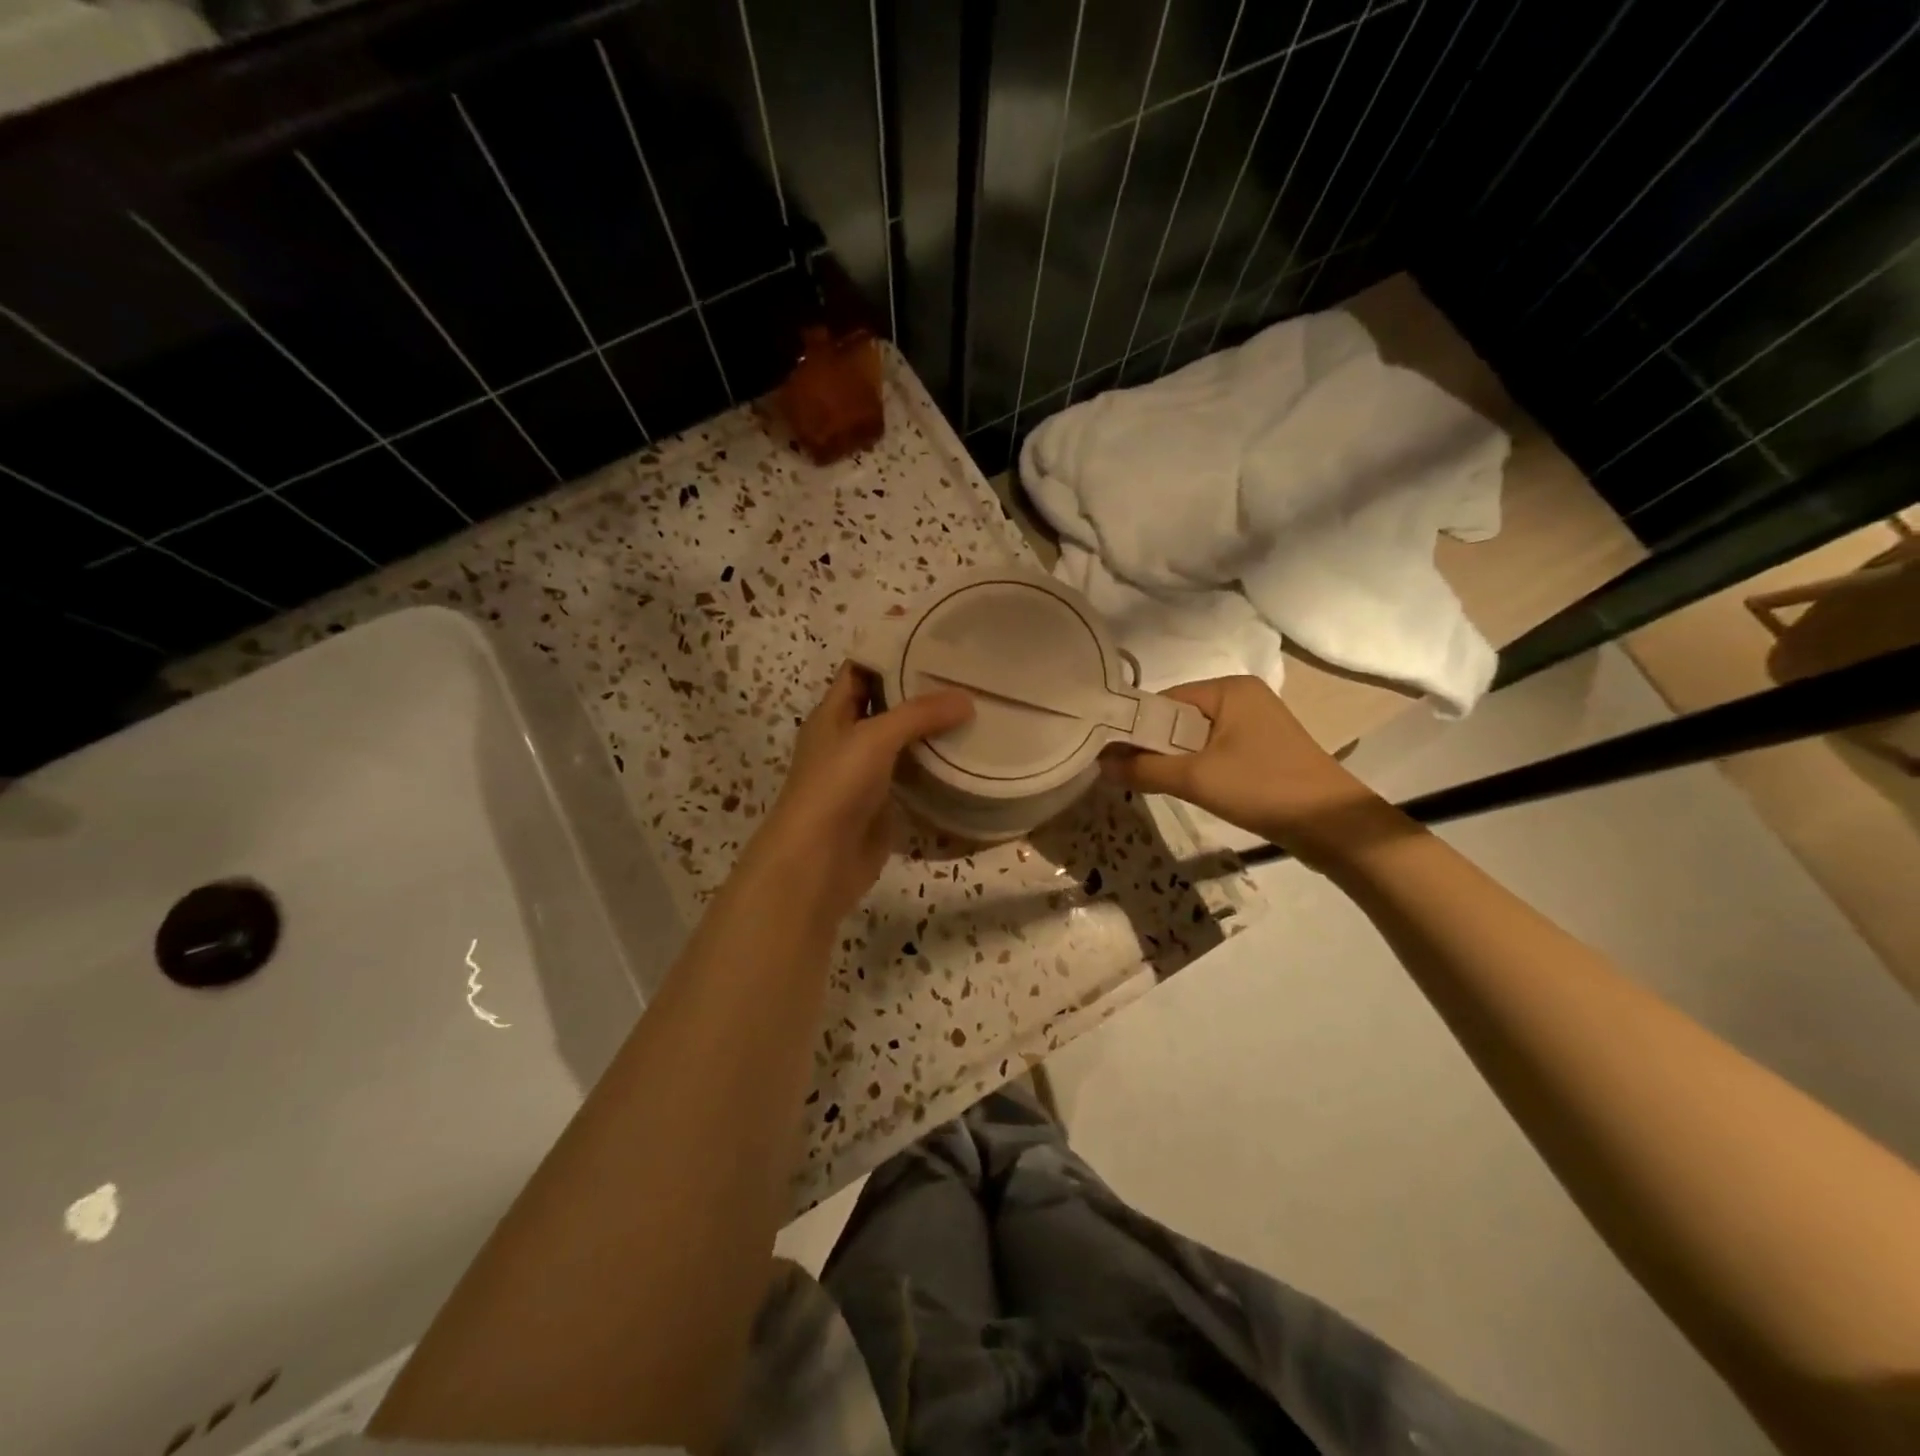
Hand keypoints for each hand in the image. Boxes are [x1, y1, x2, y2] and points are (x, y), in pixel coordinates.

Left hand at [746, 663, 973, 928]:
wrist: (817, 861)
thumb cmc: (835, 787)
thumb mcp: (873, 738)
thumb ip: (919, 714)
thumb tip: (966, 699)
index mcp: (832, 714)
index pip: (860, 668)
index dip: (888, 647)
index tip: (929, 631)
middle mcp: (848, 738)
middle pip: (885, 702)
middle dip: (918, 685)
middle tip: (963, 668)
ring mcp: (866, 772)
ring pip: (902, 738)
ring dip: (931, 725)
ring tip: (974, 703)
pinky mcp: (884, 802)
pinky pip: (913, 773)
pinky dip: (935, 761)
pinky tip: (965, 750)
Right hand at [1100, 676, 1390, 865]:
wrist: (1332, 826)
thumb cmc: (1263, 788)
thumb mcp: (1195, 778)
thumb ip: (1143, 769)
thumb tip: (1100, 763)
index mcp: (1228, 688)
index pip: (1164, 701)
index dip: (1134, 727)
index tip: (1108, 755)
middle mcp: (1241, 697)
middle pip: (1178, 718)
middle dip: (1153, 746)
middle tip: (1125, 774)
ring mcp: (1254, 723)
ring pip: (1195, 738)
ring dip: (1172, 760)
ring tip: (1149, 783)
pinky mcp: (1262, 749)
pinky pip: (1213, 751)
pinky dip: (1195, 767)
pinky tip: (1183, 788)